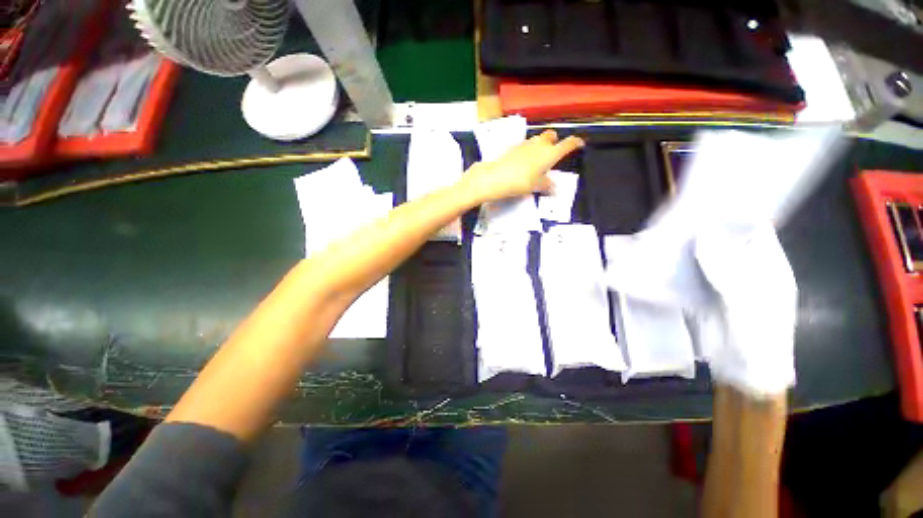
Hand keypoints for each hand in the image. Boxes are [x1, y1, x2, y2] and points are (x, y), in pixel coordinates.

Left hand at [458, 130, 584, 203]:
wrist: (496, 177)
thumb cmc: (521, 182)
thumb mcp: (536, 186)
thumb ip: (547, 185)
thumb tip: (553, 187)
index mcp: (550, 153)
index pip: (568, 144)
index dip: (575, 143)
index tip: (579, 144)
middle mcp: (539, 144)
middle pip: (551, 135)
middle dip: (555, 140)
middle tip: (553, 151)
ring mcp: (525, 144)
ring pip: (537, 139)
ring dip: (540, 145)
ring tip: (538, 159)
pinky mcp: (513, 147)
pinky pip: (525, 145)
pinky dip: (528, 150)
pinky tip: (523, 161)